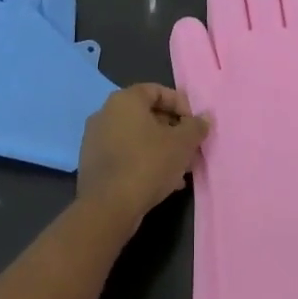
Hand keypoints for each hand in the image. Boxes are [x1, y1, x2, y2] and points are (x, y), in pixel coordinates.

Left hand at [77, 84, 209, 228]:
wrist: (108, 207)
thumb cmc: (148, 164)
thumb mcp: (182, 144)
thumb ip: (196, 126)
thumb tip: (205, 117)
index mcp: (125, 100)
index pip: (157, 91)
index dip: (180, 105)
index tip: (194, 125)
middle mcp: (105, 113)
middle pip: (146, 115)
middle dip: (172, 131)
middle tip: (190, 149)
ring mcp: (95, 139)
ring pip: (136, 137)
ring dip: (160, 148)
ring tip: (180, 170)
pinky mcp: (92, 163)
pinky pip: (124, 154)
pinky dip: (143, 161)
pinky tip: (161, 182)